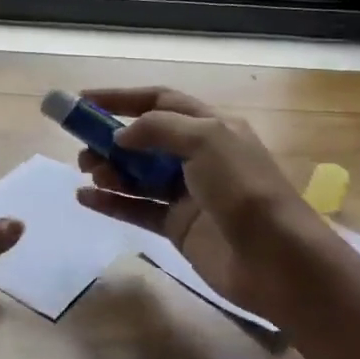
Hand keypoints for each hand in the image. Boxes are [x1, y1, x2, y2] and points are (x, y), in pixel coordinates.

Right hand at [73, 87, 326, 315]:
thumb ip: (159, 129)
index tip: (82, 101)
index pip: (160, 101)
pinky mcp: (177, 227)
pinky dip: (111, 202)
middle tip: (83, 149)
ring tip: (88, 173)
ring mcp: (187, 194)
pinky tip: (85, 199)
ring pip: (137, 175)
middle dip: (109, 139)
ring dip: (109, 170)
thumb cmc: (244, 190)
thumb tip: (120, 136)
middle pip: (144, 139)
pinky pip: (136, 209)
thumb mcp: (207, 141)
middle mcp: (198, 156)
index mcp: (211, 127)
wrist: (277, 260)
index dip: (121, 98)